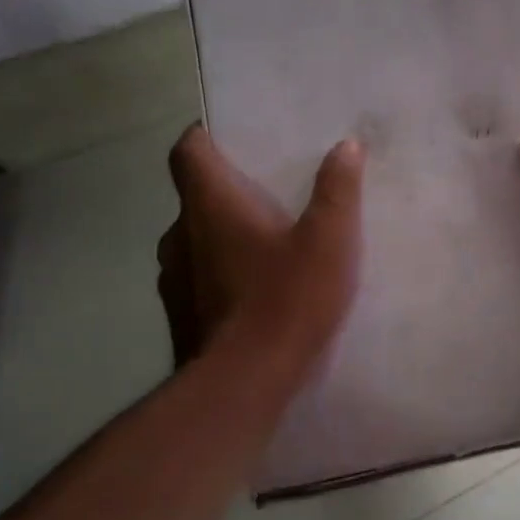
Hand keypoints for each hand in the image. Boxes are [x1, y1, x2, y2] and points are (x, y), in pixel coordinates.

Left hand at [157, 127, 365, 367]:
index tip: (224, 136)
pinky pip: (196, 278)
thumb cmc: (287, 300)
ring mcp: (173, 278)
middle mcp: (181, 235)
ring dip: (219, 236)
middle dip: (223, 192)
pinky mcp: (179, 315)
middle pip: (193, 198)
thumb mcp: (329, 241)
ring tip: (260, 245)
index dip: (201, 138)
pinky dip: (217, 273)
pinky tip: (251, 293)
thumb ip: (337, 191)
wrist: (244, 383)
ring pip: (193, 241)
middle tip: (263, 196)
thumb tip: (346, 145)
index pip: (187, 153)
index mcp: (210, 206)